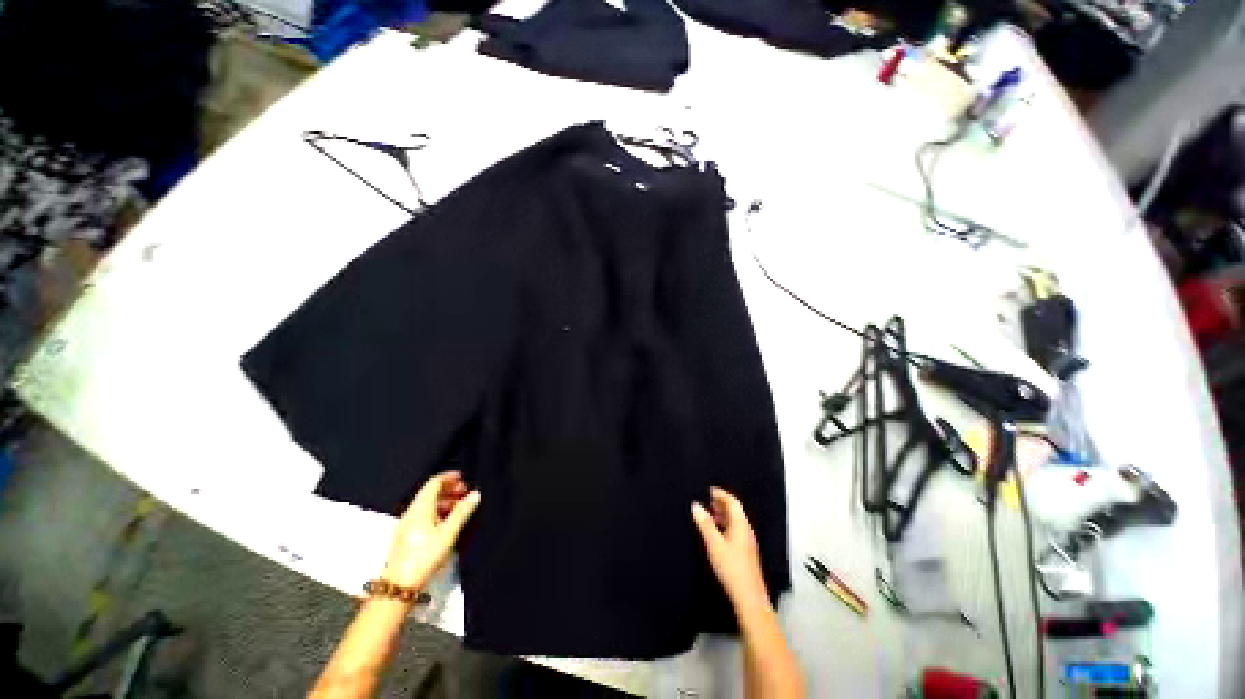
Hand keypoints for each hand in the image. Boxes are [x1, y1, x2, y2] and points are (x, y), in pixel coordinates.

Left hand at [382, 471, 480, 590]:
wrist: (399, 586)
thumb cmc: (425, 556)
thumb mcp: (448, 533)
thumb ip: (462, 512)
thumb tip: (475, 494)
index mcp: (420, 508)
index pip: (433, 483)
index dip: (449, 477)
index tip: (463, 477)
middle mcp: (411, 512)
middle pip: (429, 492)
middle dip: (448, 489)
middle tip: (464, 493)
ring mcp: (406, 525)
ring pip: (426, 505)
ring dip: (444, 501)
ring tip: (459, 508)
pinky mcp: (405, 536)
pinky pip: (422, 515)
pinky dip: (436, 512)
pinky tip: (446, 523)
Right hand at [691, 487, 769, 613]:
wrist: (749, 597)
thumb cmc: (731, 567)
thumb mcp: (714, 544)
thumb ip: (705, 524)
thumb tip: (696, 505)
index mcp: (740, 525)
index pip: (733, 502)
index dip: (722, 494)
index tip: (710, 490)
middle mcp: (746, 530)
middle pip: (735, 511)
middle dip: (722, 504)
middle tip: (708, 500)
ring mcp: (748, 542)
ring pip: (735, 522)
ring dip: (723, 515)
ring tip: (710, 515)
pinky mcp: (746, 552)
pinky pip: (736, 530)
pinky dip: (726, 525)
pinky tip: (717, 534)